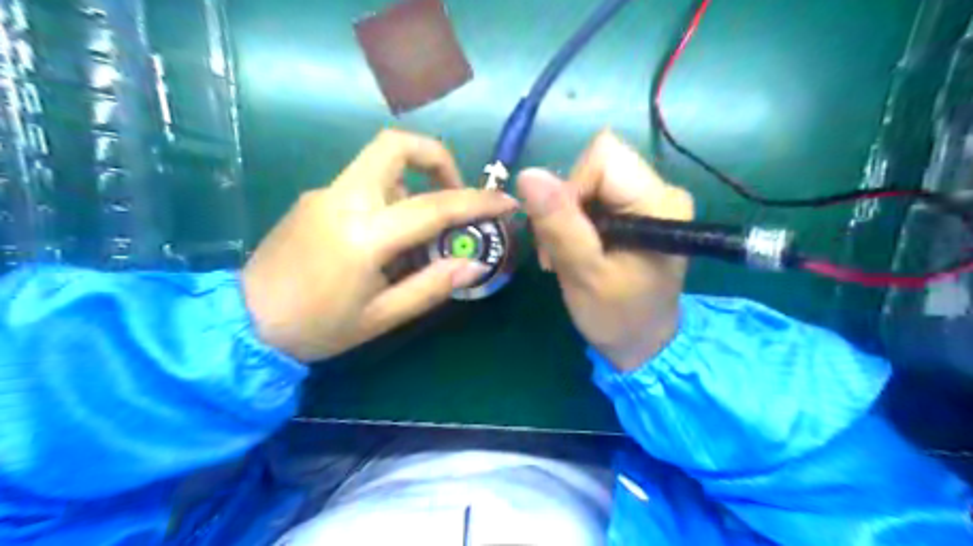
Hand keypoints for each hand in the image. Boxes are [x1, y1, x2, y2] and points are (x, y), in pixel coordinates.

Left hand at [242, 129, 515, 361]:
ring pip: (380, 166)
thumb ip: (431, 287)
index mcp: (363, 234)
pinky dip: (389, 200)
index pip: (434, 205)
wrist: (244, 323)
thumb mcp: (381, 317)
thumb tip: (473, 265)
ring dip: (412, 187)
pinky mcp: (314, 198)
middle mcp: (343, 199)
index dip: (477, 202)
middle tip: (453, 193)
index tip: (505, 202)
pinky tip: (386, 241)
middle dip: (436, 158)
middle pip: (394, 145)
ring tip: (419, 236)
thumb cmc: (318, 328)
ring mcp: (324, 193)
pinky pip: (363, 185)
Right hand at [517, 130, 690, 369]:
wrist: (643, 344)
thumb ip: (559, 224)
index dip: (571, 187)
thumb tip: (528, 174)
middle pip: (596, 167)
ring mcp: (651, 200)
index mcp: (659, 202)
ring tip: (564, 255)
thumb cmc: (618, 317)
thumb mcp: (584, 274)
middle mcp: (662, 190)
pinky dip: (575, 222)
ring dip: (565, 216)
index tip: (562, 231)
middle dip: (565, 205)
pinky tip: (574, 250)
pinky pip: (594, 197)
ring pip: (589, 182)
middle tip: (557, 249)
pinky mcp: (638, 211)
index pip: (603, 157)